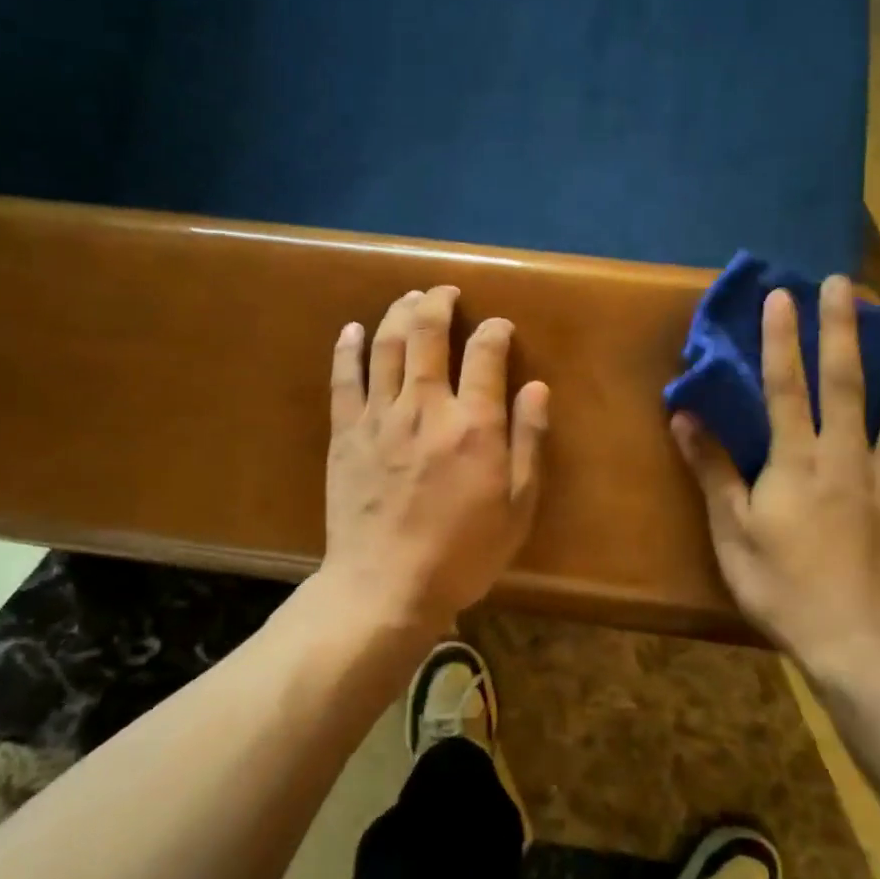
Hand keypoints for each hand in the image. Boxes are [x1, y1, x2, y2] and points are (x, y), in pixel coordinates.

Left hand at [321, 285, 549, 632]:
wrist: (385, 587)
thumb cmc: (462, 554)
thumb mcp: (517, 507)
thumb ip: (528, 442)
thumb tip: (536, 387)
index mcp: (474, 424)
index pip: (486, 352)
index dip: (495, 330)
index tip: (500, 327)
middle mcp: (426, 406)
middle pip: (428, 332)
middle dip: (439, 302)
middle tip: (446, 291)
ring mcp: (379, 417)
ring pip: (387, 345)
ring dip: (399, 312)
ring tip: (409, 298)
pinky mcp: (346, 433)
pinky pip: (344, 378)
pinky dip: (348, 348)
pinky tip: (351, 330)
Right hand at [671, 278, 879, 678]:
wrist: (859, 642)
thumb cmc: (783, 588)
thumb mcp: (732, 532)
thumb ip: (713, 471)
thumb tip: (684, 417)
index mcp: (796, 462)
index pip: (785, 387)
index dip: (781, 340)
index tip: (783, 296)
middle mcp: (847, 457)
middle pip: (847, 383)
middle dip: (845, 330)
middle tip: (849, 285)